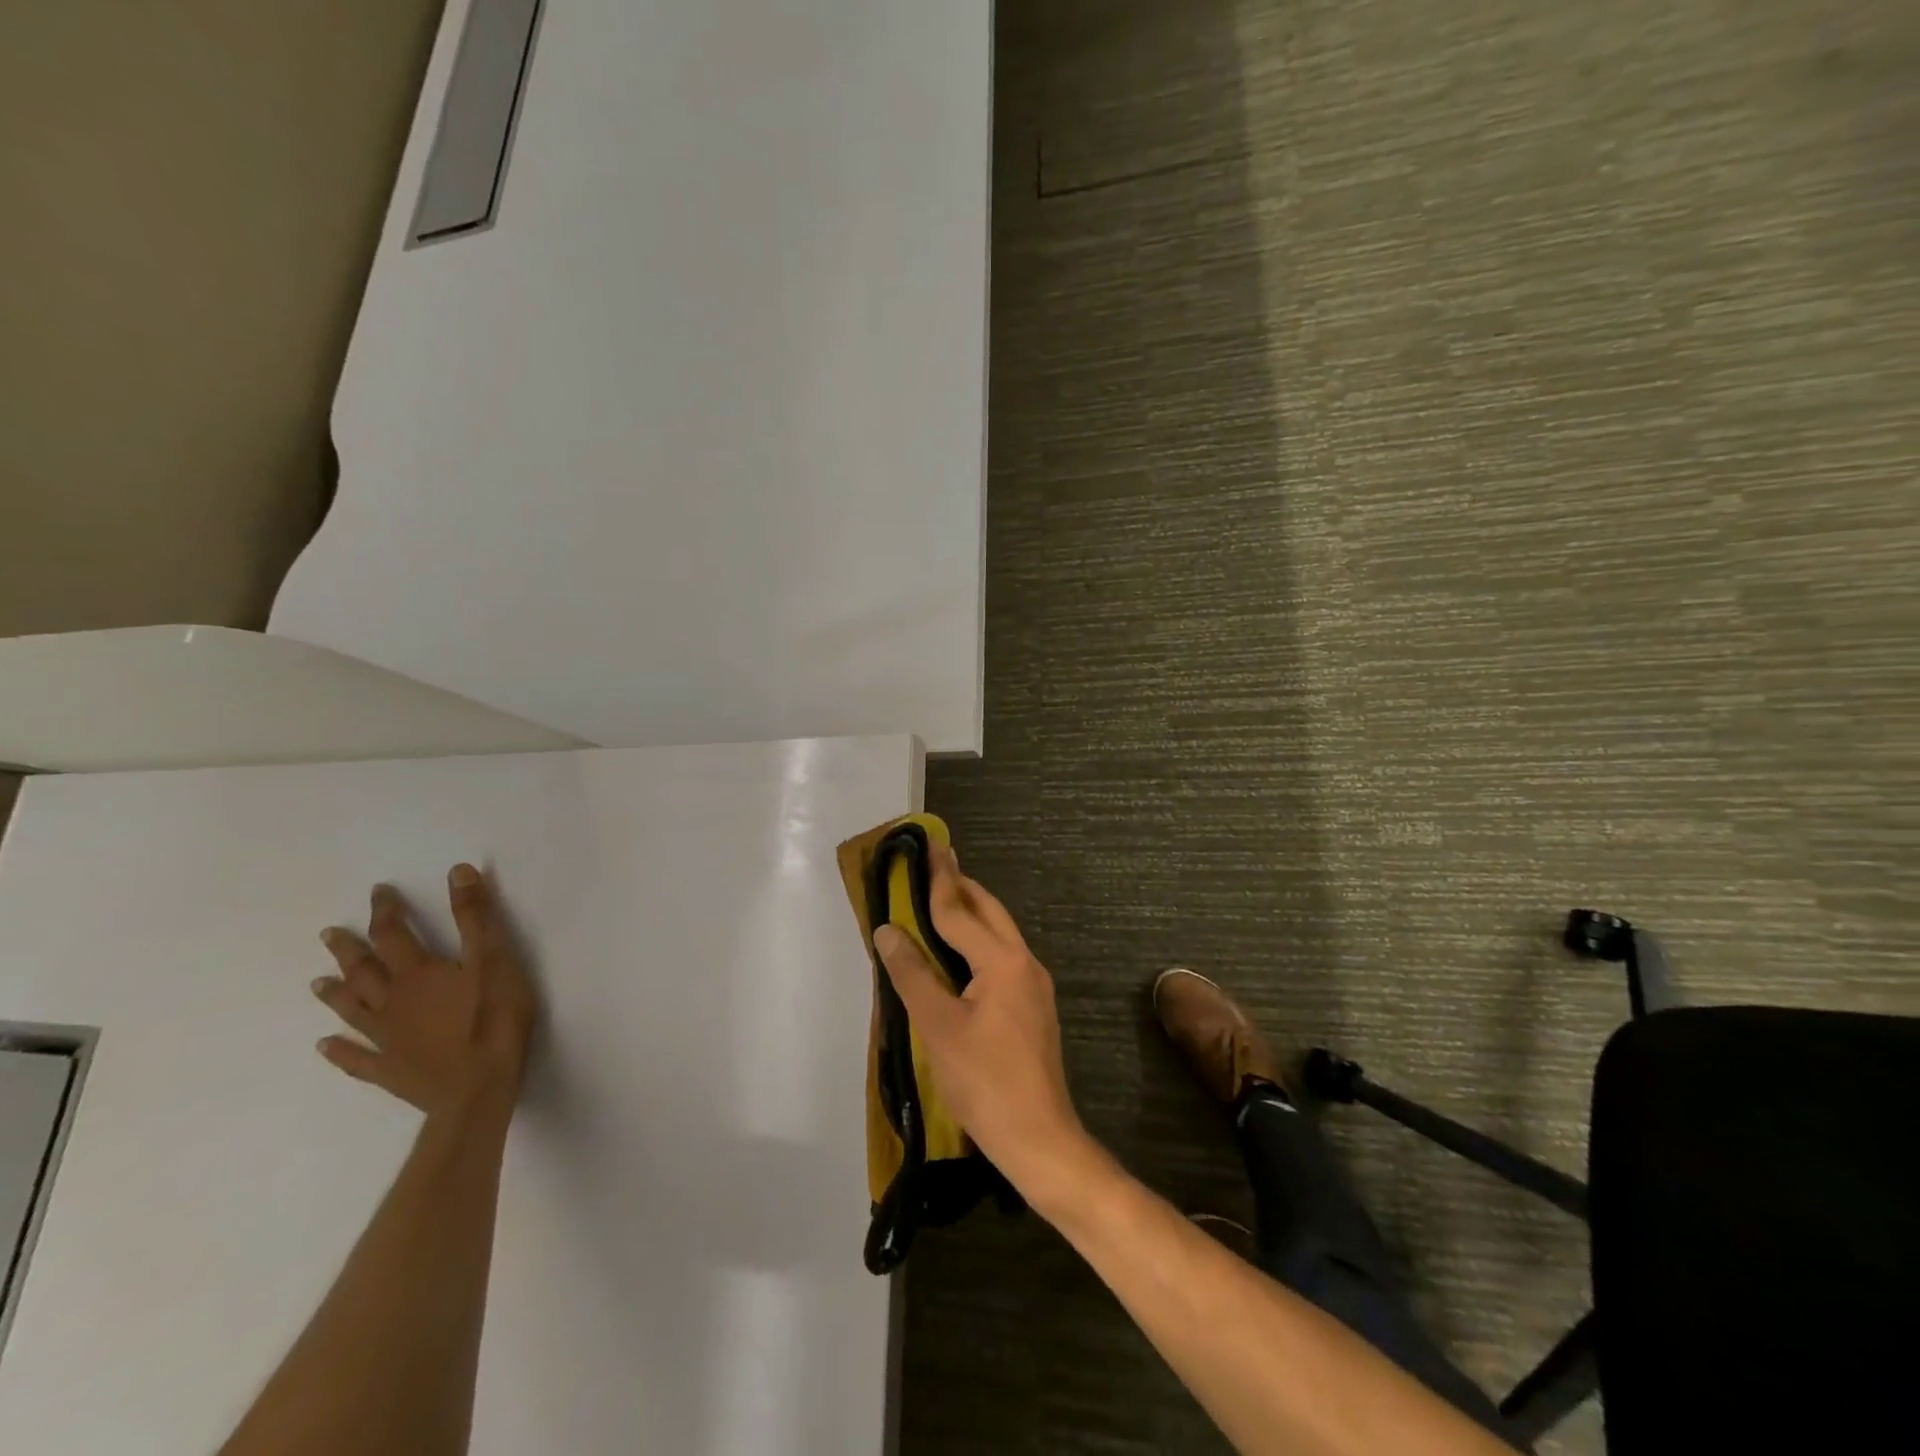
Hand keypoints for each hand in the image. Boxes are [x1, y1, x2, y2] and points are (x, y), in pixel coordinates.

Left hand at [312, 865, 537, 1120]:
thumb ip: (476, 916)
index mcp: (417, 973)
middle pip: (363, 971)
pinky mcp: (389, 1070)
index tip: (379, 892)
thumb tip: (458, 871)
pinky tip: (324, 1046)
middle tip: (329, 933)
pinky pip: (355, 1059)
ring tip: (317, 983)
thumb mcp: (494, 958)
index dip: (386, 911)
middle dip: (349, 949)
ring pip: (352, 1010)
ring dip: (335, 994)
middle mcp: (392, 1002)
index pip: (394, 934)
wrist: (478, 1088)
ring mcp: (386, 1038)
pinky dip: (338, 1051)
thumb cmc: (493, 1018)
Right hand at [871, 846, 1092, 1204]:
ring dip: (971, 914)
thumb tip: (888, 930)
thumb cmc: (983, 1081)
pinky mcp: (1034, 1005)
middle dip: (961, 887)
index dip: (939, 879)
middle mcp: (1024, 962)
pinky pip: (1003, 956)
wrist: (1039, 1137)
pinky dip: (978, 941)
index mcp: (1002, 960)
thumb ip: (912, 974)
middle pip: (989, 911)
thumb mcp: (937, 1026)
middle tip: (933, 867)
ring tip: (940, 902)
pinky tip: (959, 954)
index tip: (930, 846)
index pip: (960, 910)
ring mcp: (1034, 985)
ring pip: (1000, 933)